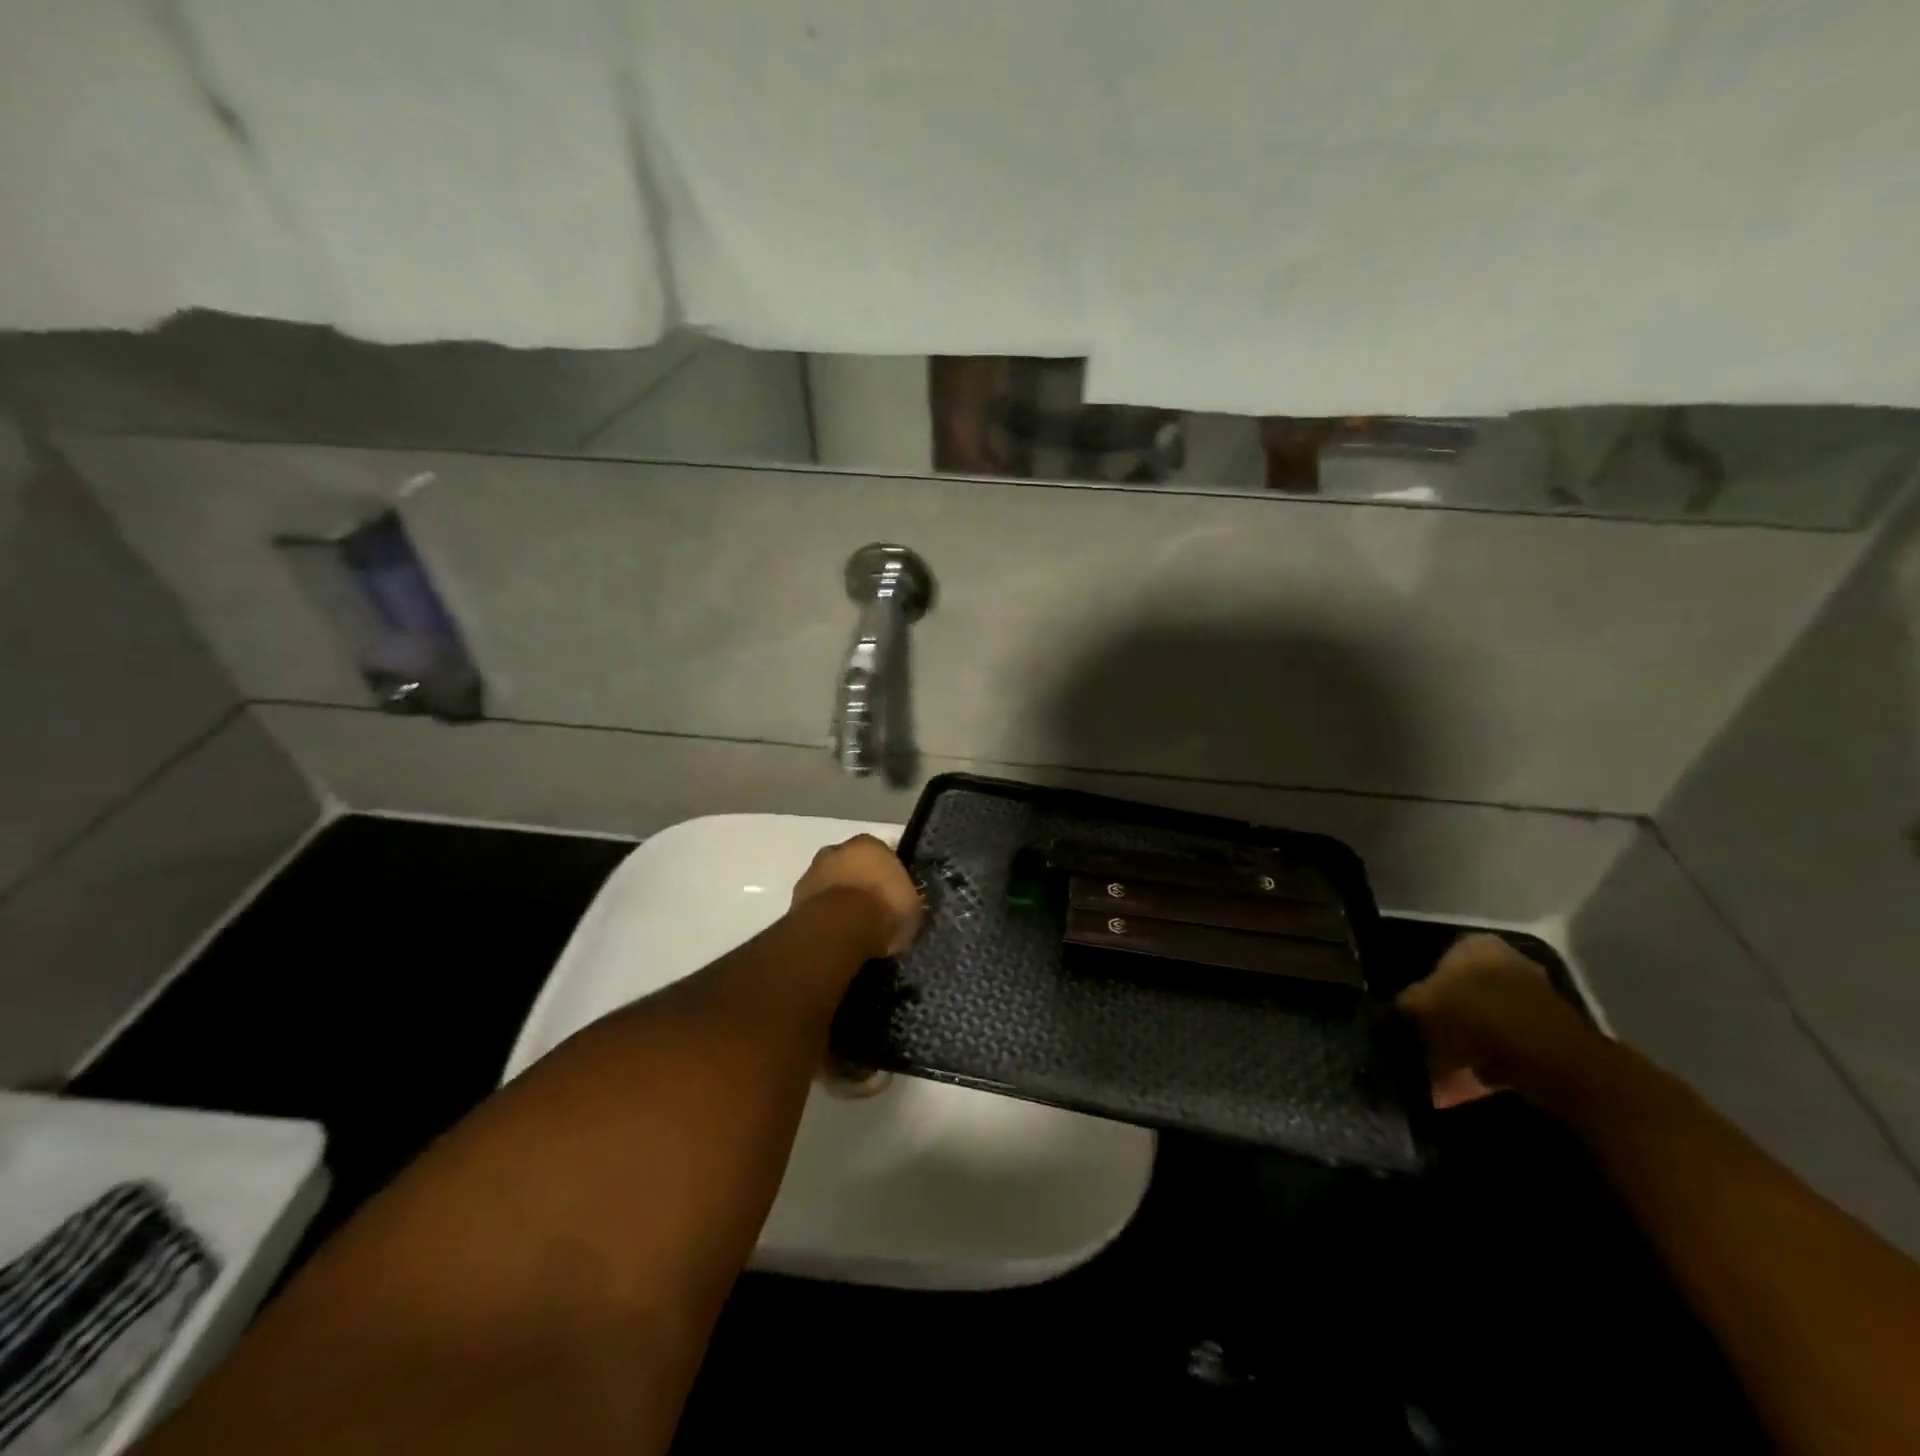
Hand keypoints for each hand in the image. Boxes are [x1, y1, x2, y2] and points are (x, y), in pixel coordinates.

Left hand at [790, 835, 924, 958]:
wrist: (837, 929)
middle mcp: (837, 850)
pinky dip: (824, 917)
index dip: (888, 877)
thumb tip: (905, 908)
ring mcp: (812, 873)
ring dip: (838, 900)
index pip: (882, 855)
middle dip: (859, 883)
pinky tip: (835, 936)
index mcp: (869, 844)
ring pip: (830, 884)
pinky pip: (816, 906)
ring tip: (852, 928)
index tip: (894, 897)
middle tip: (872, 911)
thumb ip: (907, 901)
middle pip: (851, 866)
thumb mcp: (912, 908)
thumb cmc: (882, 910)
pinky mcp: (794, 899)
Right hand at [1396, 934, 1597, 1108]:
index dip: (1421, 990)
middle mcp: (1508, 962)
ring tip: (1445, 1072)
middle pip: (1463, 992)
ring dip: (1466, 1044)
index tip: (1411, 1018)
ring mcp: (1535, 997)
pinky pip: (1508, 1045)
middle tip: (1426, 1045)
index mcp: (1474, 945)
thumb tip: (1393, 1011)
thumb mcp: (1420, 1007)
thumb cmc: (1476, 1017)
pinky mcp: (1552, 1033)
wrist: (1551, 1060)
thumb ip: (1403, 1005)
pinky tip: (1473, 1081)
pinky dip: (1491, 1061)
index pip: (1437, 961)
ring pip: (1485, 1021)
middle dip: (1446, 1020)